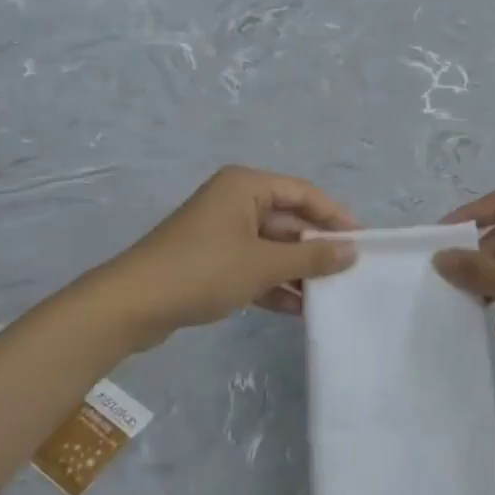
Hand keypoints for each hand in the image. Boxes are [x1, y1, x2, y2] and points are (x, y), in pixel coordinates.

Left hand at [95, 167, 357, 349]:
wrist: (132, 304)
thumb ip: (311, 257)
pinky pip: (252, 265)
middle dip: (315, 247)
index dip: (335, 216)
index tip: (363, 241)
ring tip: (328, 295)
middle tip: (348, 272)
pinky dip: (273, 283)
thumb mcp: (263, 264)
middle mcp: (235, 201)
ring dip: (296, 270)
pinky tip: (297, 309)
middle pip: (288, 219)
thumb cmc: (203, 271)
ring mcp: (221, 231)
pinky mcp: (211, 260)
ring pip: (271, 246)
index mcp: (246, 186)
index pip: (303, 193)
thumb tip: (352, 251)